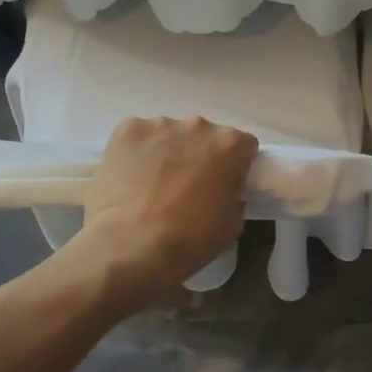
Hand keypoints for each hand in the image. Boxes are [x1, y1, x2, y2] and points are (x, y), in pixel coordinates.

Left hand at [74, 117, 258, 300]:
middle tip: (187, 186)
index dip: (235, 166)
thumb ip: (234, 195)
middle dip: (200, 155)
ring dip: (168, 152)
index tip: (225, 185)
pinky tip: (129, 178)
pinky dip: (137, 152)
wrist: (129, 247)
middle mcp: (199, 125)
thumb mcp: (232, 224)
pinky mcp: (127, 129)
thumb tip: (224, 190)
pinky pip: (139, 137)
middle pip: (205, 136)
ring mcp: (160, 124)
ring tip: (152, 185)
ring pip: (170, 134)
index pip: (243, 146)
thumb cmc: (188, 239)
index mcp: (230, 144)